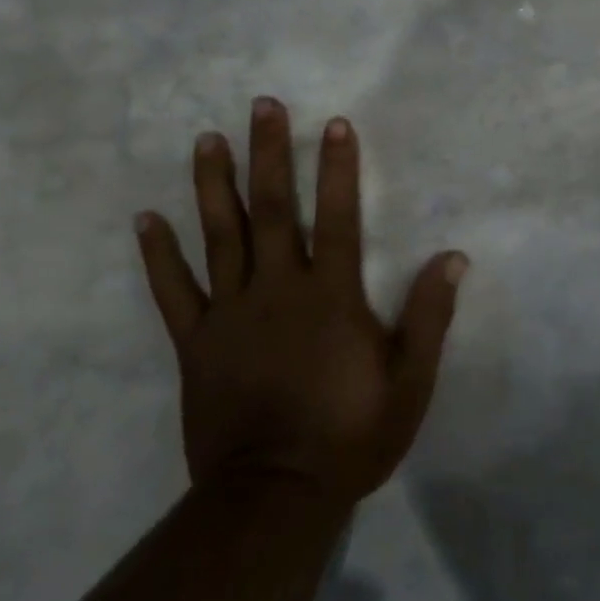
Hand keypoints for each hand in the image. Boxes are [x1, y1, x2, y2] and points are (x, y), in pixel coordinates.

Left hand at [134, 97, 467, 509]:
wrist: (275, 495)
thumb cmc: (350, 435)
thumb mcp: (409, 382)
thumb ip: (429, 316)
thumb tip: (454, 257)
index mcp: (330, 296)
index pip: (337, 216)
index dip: (338, 168)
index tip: (334, 123)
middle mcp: (278, 289)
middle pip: (272, 209)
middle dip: (269, 153)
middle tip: (261, 105)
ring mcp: (231, 313)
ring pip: (220, 236)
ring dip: (214, 184)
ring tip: (207, 140)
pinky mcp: (196, 343)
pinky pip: (173, 291)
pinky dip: (158, 255)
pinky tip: (145, 219)